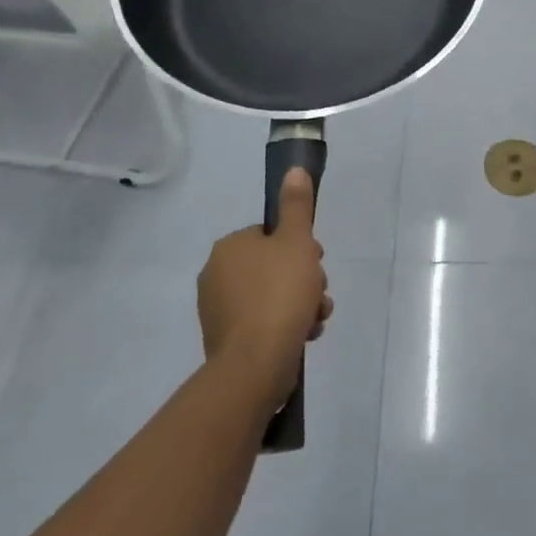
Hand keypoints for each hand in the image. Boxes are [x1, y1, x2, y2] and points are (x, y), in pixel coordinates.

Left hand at [197, 169, 333, 411]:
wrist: (256, 365)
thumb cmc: (279, 294)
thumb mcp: (296, 241)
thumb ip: (296, 205)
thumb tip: (294, 170)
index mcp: (230, 247)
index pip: (270, 234)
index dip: (299, 246)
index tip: (316, 261)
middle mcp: (216, 275)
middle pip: (273, 265)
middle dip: (303, 278)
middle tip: (318, 292)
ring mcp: (218, 310)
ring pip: (272, 295)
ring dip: (300, 302)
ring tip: (317, 318)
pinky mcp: (226, 341)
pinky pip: (263, 322)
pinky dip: (285, 325)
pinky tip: (305, 334)